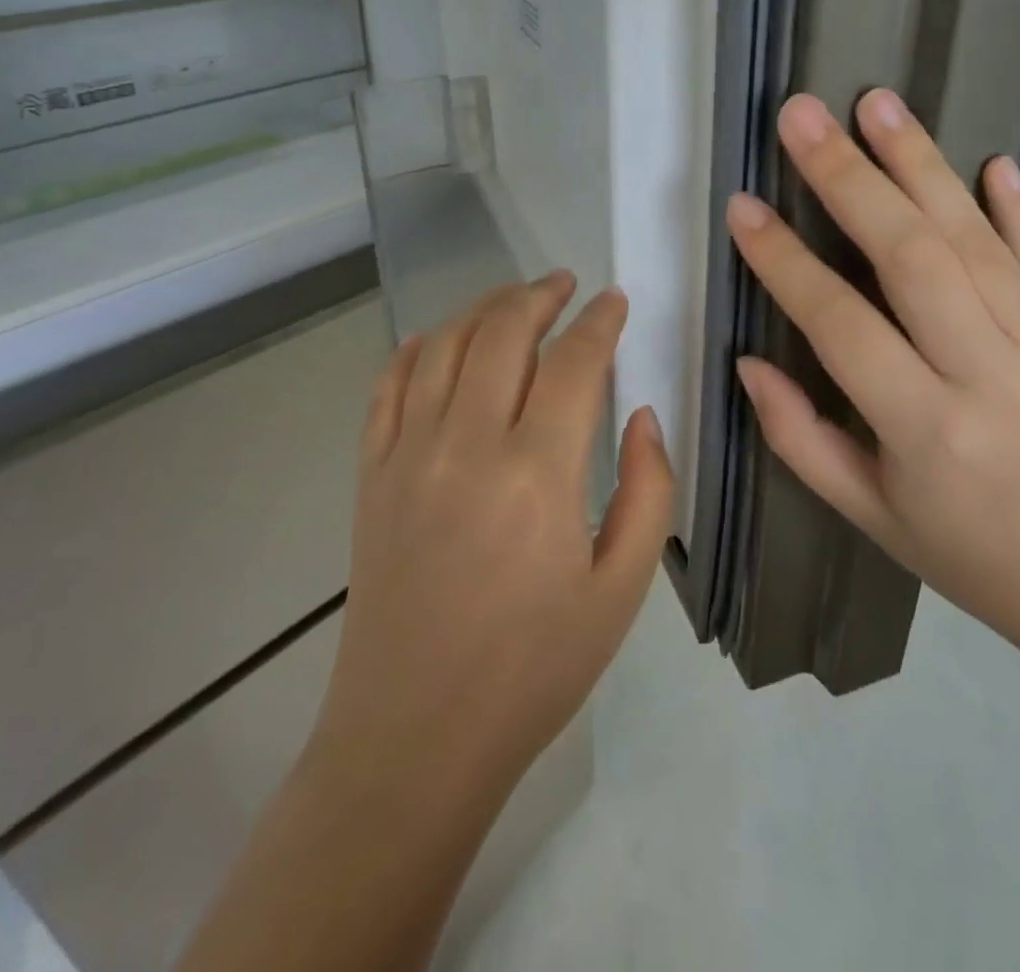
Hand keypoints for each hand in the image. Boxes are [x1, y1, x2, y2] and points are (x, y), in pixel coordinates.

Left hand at [316, 275, 675, 789]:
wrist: (414, 735)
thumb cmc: (533, 669)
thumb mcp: (621, 591)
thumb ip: (648, 492)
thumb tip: (642, 415)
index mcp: (537, 476)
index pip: (574, 363)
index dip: (599, 322)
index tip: (614, 301)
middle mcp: (467, 447)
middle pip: (503, 333)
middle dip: (539, 295)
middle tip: (565, 284)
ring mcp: (408, 455)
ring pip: (444, 346)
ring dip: (483, 309)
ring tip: (514, 300)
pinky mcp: (371, 474)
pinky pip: (389, 386)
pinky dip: (417, 348)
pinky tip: (439, 339)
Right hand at [725, 90, 1019, 661]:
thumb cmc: (964, 552)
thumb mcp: (864, 511)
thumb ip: (798, 436)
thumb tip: (749, 362)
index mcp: (925, 428)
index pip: (840, 324)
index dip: (784, 262)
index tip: (743, 208)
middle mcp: (987, 374)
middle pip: (912, 257)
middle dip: (849, 178)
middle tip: (803, 117)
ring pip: (976, 238)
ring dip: (922, 164)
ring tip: (877, 104)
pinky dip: (1016, 205)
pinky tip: (987, 160)